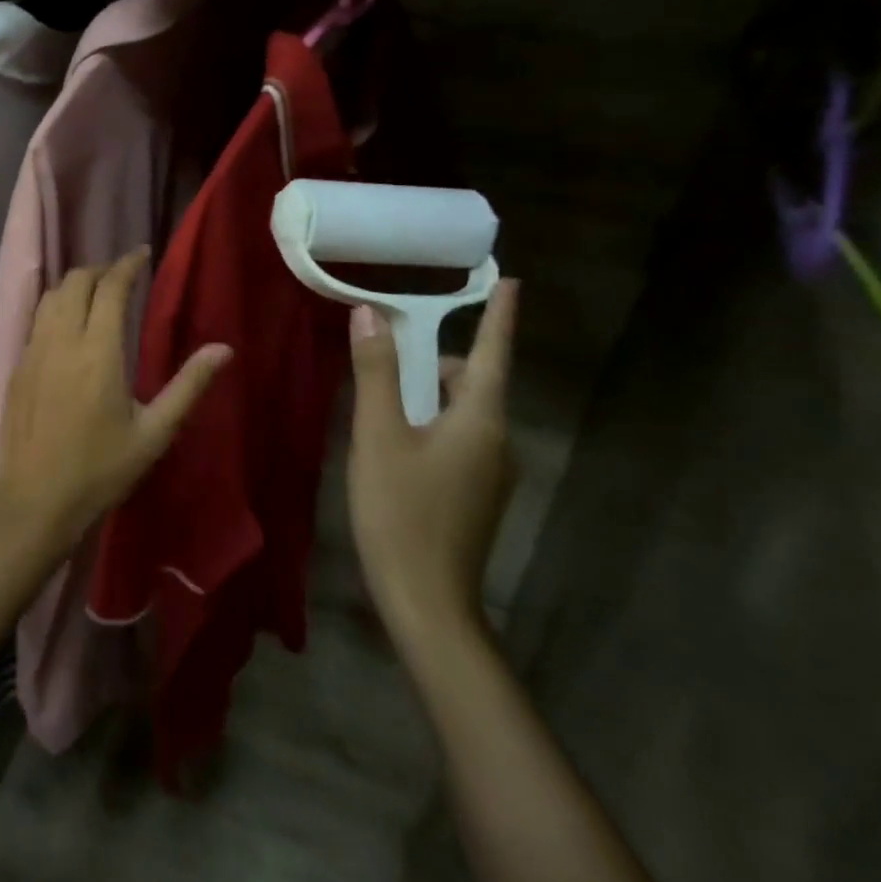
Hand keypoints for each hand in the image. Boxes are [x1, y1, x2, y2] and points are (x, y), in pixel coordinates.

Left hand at [0, 248, 231, 558]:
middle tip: (123, 275)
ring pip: (51, 296)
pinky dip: (55, 305)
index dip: (127, 264)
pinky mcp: (17, 366)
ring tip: (96, 292)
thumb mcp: (154, 433)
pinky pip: (36, 318)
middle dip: (101, 269)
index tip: (142, 253)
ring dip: (75, 284)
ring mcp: (33, 350)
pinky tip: (67, 323)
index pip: (110, 288)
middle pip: (76, 281)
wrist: (33, 501)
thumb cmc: (100, 471)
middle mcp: (61, 339)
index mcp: (98, 351)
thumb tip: (223, 348)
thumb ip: (188, 386)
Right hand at [348, 279, 519, 646]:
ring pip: (461, 413)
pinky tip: (392, 442)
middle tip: (387, 352)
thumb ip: (376, 372)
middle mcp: (497, 442)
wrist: (426, 600)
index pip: (492, 353)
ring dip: (426, 395)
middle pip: (471, 382)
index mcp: (481, 421)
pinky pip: (457, 438)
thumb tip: (370, 313)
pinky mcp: (476, 494)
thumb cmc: (401, 510)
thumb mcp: (378, 435)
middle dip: (435, 361)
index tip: (510, 280)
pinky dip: (428, 423)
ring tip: (379, 400)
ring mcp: (490, 472)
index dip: (500, 316)